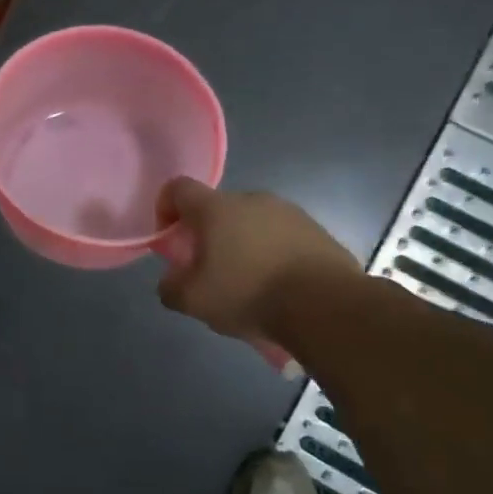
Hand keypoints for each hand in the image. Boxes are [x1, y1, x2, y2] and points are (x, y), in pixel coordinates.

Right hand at [156, 178, 360, 342]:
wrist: (326, 305)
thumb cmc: (249, 293)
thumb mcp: (194, 301)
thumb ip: (171, 287)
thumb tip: (172, 280)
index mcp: (216, 208)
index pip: (178, 188)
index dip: (166, 208)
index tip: (170, 238)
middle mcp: (251, 199)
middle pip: (217, 208)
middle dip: (207, 234)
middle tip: (208, 270)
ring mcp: (288, 212)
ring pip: (251, 223)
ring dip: (241, 244)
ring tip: (247, 282)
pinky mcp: (316, 230)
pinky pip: (281, 236)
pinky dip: (272, 254)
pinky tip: (277, 285)